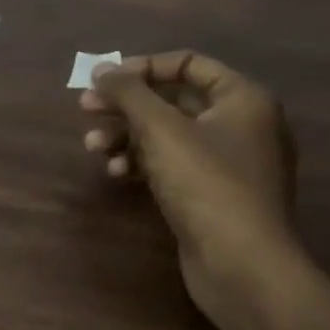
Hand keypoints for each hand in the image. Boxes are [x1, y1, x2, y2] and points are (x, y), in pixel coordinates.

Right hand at [82, 50, 301, 310]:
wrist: (242, 266)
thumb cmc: (205, 183)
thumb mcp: (160, 128)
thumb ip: (127, 91)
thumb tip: (101, 68)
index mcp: (243, 100)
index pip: (188, 64)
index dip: (142, 66)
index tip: (106, 79)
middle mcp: (241, 126)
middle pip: (172, 100)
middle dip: (126, 105)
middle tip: (85, 108)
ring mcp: (228, 164)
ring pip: (167, 135)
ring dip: (126, 136)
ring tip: (93, 147)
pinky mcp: (213, 195)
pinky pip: (172, 165)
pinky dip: (142, 163)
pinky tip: (117, 173)